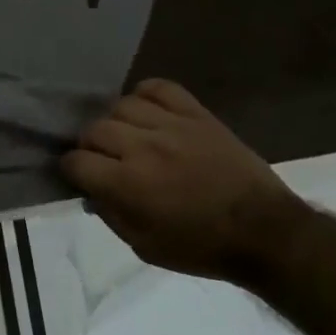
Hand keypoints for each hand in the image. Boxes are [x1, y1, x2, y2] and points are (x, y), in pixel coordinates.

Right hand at [60, 79, 306, 280]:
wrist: (264, 231)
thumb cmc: (202, 247)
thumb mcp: (145, 247)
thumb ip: (111, 215)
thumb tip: (91, 191)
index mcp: (128, 184)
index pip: (76, 161)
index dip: (71, 169)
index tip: (78, 176)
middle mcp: (143, 146)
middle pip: (94, 129)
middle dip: (90, 145)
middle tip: (102, 159)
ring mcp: (171, 124)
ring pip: (122, 105)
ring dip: (116, 122)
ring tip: (126, 135)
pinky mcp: (196, 113)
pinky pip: (159, 87)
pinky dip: (145, 94)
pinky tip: (146, 110)